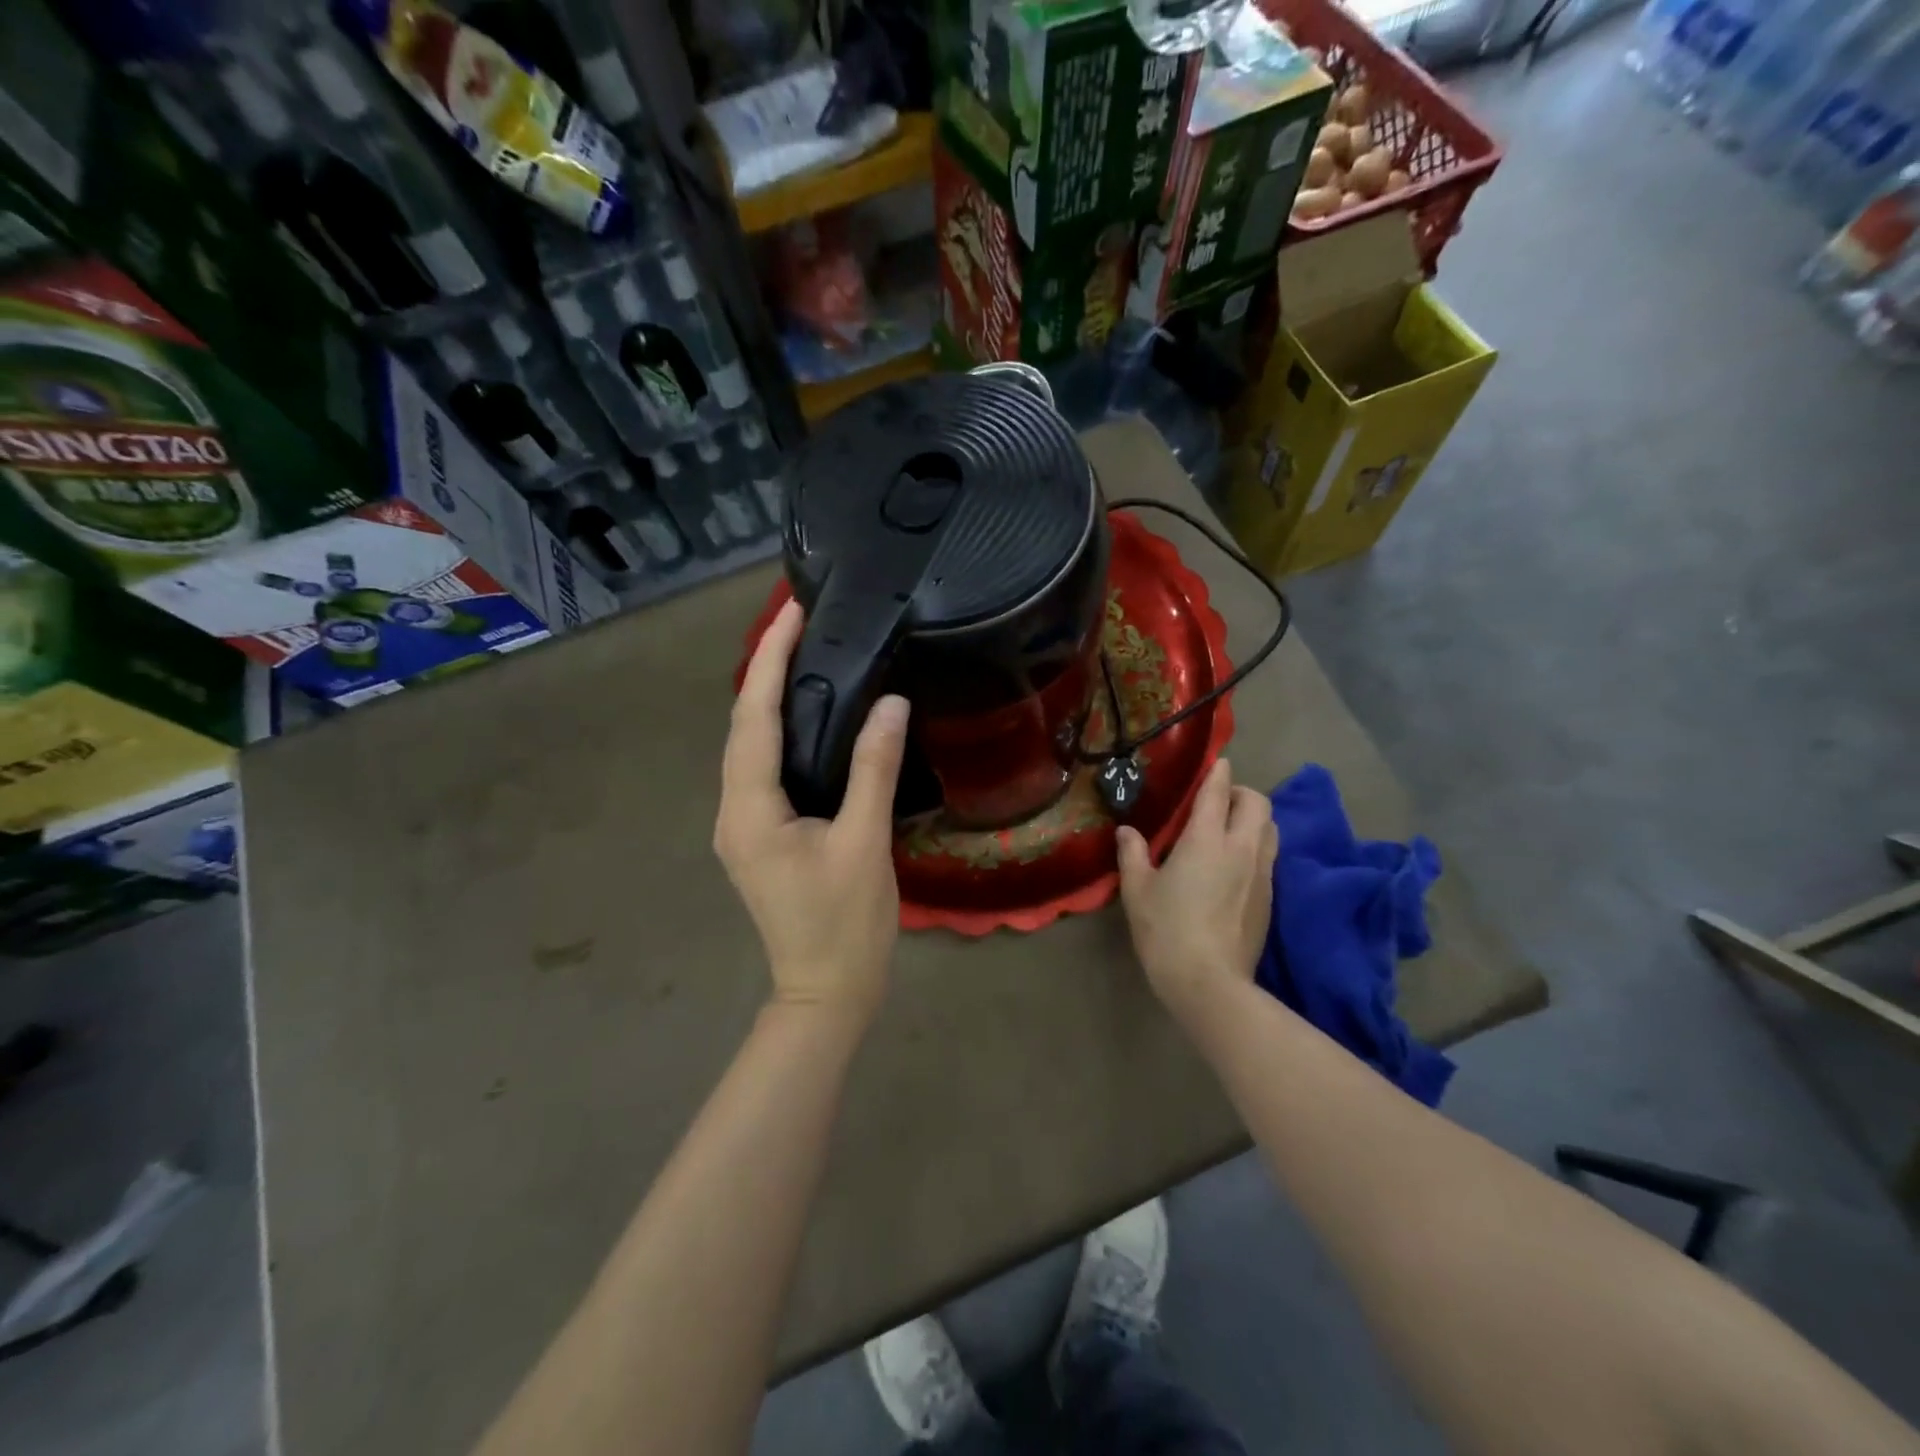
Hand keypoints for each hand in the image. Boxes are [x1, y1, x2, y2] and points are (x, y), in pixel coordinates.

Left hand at [715, 599, 908, 1020]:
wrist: (826, 992)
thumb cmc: (846, 924)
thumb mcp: (864, 843)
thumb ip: (873, 769)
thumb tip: (890, 703)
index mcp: (750, 809)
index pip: (752, 717)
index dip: (768, 659)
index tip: (790, 611)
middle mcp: (733, 810)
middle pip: (743, 725)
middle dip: (765, 669)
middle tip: (800, 621)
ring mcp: (742, 825)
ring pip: (750, 746)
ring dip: (770, 698)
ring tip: (802, 654)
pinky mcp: (760, 835)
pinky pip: (764, 768)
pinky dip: (781, 732)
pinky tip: (807, 717)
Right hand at [1116, 758, 1276, 1011]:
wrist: (1209, 982)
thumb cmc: (1166, 930)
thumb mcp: (1137, 890)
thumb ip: (1133, 854)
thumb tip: (1128, 831)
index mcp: (1206, 840)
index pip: (1218, 792)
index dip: (1218, 772)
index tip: (1217, 762)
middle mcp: (1241, 848)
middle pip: (1257, 803)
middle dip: (1241, 793)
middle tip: (1219, 801)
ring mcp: (1262, 873)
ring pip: (1271, 828)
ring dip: (1254, 819)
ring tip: (1230, 829)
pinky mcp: (1271, 897)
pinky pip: (1270, 856)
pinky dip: (1256, 846)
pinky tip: (1235, 865)